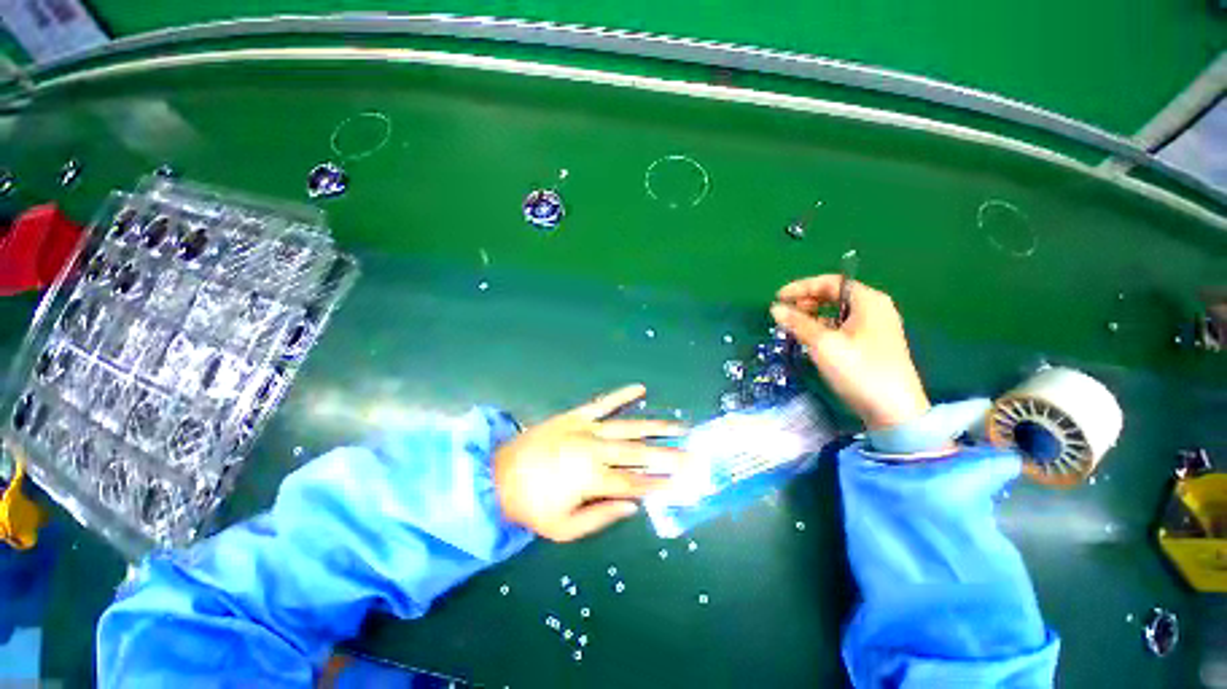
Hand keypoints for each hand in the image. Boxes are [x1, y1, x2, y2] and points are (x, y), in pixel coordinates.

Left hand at [494, 384, 687, 541]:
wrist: (498, 475)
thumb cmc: (532, 506)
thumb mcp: (565, 528)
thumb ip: (602, 517)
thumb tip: (634, 505)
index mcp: (592, 479)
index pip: (636, 482)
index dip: (661, 484)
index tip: (684, 482)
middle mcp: (595, 450)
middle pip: (640, 453)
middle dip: (669, 455)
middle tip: (693, 455)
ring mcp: (586, 428)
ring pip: (629, 426)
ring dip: (657, 426)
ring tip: (681, 425)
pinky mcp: (576, 414)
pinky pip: (603, 402)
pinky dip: (622, 395)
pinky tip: (640, 388)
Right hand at [770, 275, 930, 430]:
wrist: (893, 411)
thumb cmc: (859, 369)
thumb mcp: (823, 343)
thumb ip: (797, 323)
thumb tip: (775, 308)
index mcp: (868, 301)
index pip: (830, 283)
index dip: (801, 287)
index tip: (777, 297)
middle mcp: (874, 309)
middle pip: (834, 296)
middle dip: (806, 302)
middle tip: (785, 313)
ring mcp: (875, 328)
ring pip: (837, 313)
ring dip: (812, 316)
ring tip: (792, 328)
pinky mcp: (871, 346)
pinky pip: (841, 328)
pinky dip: (822, 329)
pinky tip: (809, 340)